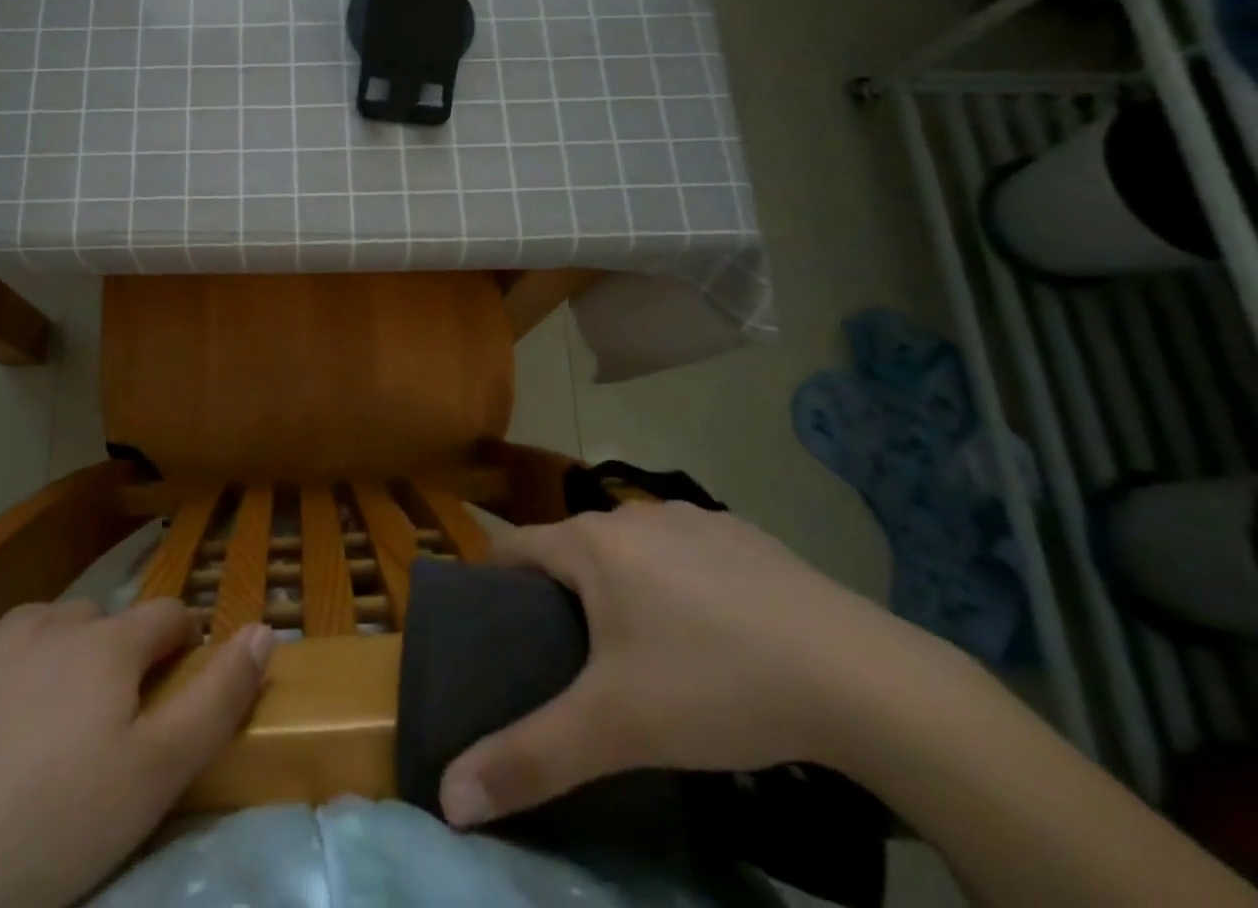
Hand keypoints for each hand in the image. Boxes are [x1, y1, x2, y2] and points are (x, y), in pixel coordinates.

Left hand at [0, 599, 273, 907]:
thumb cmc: (53, 833)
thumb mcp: (155, 778)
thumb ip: (219, 698)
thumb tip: (265, 629)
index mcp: (108, 643)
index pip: (166, 614)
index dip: (179, 641)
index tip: (173, 678)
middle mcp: (52, 619)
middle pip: (100, 621)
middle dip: (110, 655)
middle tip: (96, 726)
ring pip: (41, 629)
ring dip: (52, 659)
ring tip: (35, 730)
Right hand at [439, 502, 948, 827]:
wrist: (862, 678)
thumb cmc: (716, 686)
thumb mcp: (616, 730)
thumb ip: (530, 760)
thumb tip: (449, 798)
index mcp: (591, 543)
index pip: (514, 548)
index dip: (496, 585)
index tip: (495, 630)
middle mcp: (633, 515)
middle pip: (574, 549)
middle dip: (562, 594)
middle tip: (570, 660)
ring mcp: (694, 519)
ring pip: (633, 550)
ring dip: (622, 586)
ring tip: (643, 651)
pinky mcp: (745, 535)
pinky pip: (688, 554)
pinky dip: (681, 583)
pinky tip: (715, 634)